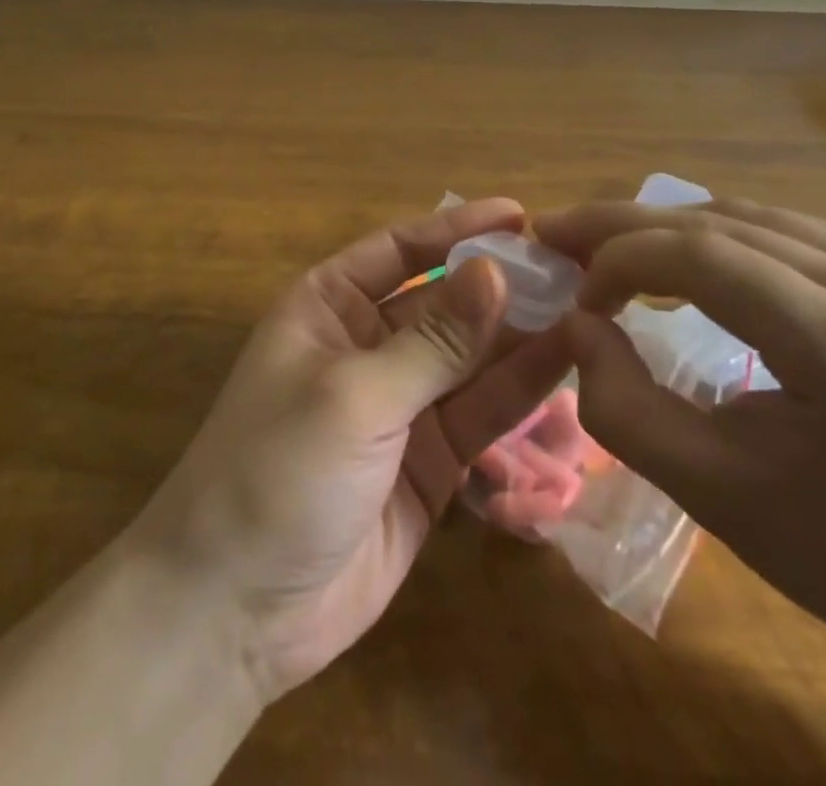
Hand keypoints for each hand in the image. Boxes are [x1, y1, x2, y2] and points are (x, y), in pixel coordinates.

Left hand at [128, 199, 575, 700]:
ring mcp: (401, 405)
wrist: (235, 609)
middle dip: (502, 286)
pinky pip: (480, 414)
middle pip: (444, 301)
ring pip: (471, 358)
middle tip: (576, 270)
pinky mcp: (429, 461)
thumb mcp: (355, 396)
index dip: (458, 229)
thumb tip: (496, 271)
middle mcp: (366, 344)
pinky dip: (520, 393)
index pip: (401, 249)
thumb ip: (433, 341)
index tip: (521, 216)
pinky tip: (568, 367)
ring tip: (590, 312)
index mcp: (328, 306)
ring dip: (522, 337)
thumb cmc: (277, 470)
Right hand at [537, 198, 825, 658]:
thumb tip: (575, 322)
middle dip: (624, 226)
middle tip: (555, 234)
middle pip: (721, 223)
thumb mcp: (712, 494)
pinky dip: (708, 239)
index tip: (575, 297)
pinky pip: (778, 230)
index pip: (706, 259)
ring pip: (743, 216)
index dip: (620, 259)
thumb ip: (620, 405)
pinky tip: (672, 261)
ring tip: (600, 248)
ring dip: (661, 228)